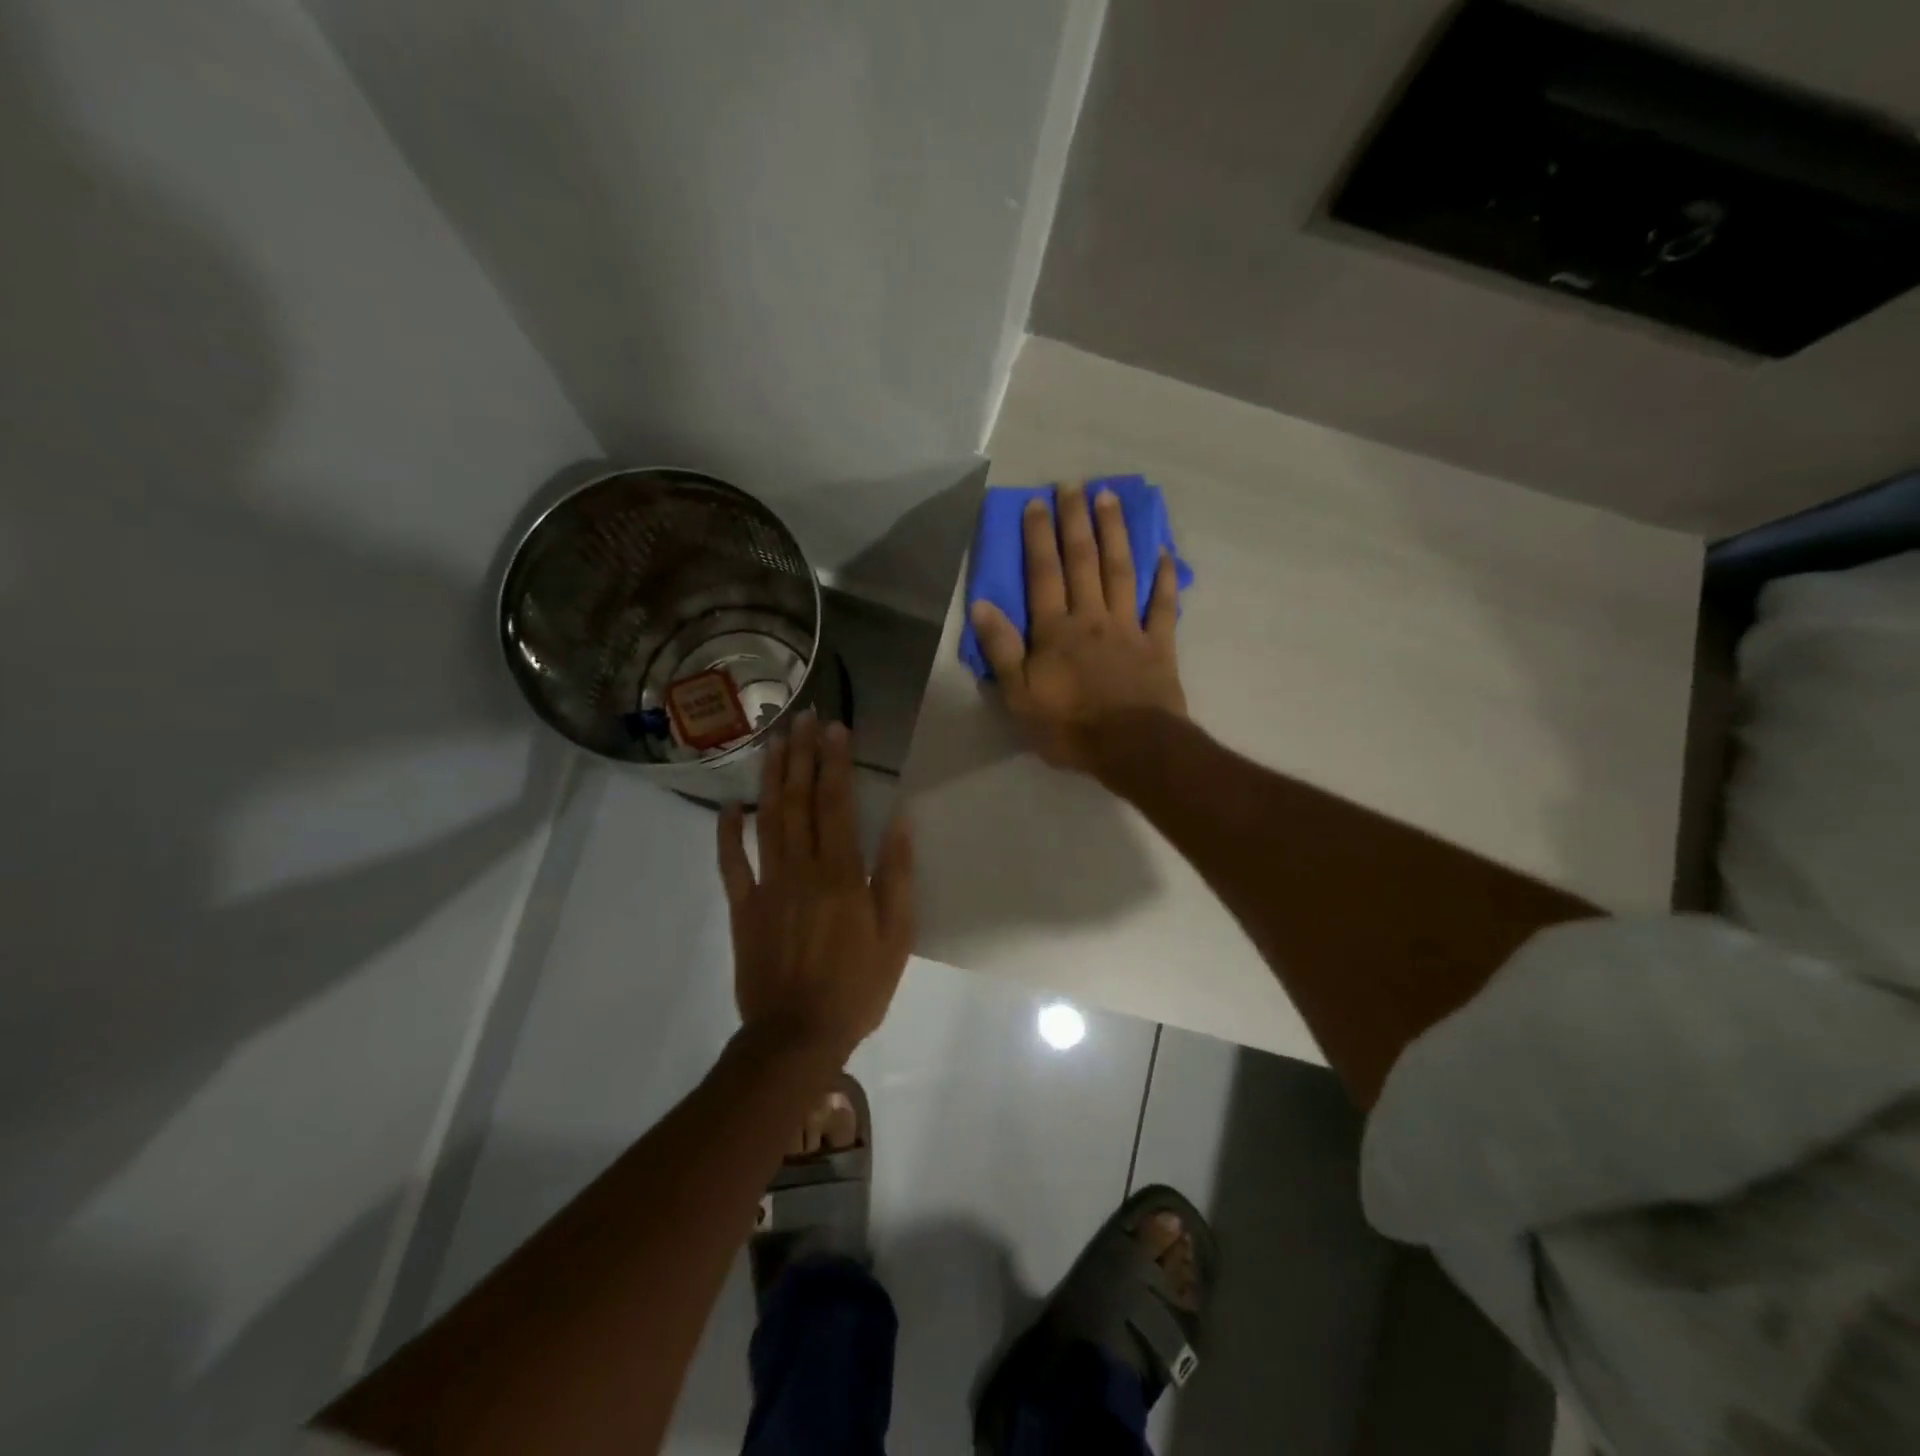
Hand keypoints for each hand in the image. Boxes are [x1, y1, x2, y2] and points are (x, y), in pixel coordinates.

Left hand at [717, 712, 914, 1059]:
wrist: (796, 1035)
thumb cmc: (856, 987)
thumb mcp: (896, 936)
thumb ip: (897, 877)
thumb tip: (900, 821)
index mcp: (841, 874)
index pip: (837, 804)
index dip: (836, 763)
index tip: (836, 729)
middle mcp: (801, 868)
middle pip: (800, 801)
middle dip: (802, 757)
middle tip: (803, 720)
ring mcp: (767, 885)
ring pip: (767, 821)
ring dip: (771, 779)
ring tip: (773, 743)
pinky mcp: (744, 907)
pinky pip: (731, 864)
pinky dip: (728, 833)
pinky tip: (730, 806)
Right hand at [969, 483, 1186, 775]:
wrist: (1131, 748)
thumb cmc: (1069, 726)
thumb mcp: (1019, 696)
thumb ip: (1002, 649)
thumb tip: (982, 604)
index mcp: (1056, 630)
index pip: (1044, 573)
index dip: (1038, 537)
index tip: (1037, 502)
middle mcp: (1092, 617)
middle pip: (1084, 561)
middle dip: (1076, 521)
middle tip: (1074, 484)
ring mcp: (1129, 627)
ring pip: (1122, 570)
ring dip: (1115, 532)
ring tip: (1110, 497)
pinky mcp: (1159, 644)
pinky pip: (1163, 605)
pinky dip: (1164, 578)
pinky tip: (1163, 551)